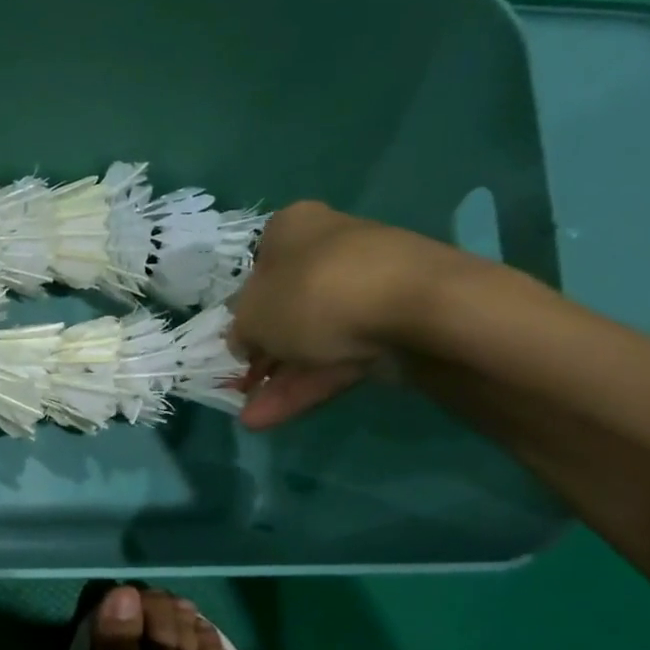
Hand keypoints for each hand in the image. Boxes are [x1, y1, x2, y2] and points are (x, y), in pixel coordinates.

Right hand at [227, 201, 454, 428]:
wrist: (416, 308)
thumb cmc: (313, 294)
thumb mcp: (252, 314)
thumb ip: (240, 330)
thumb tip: (244, 340)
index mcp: (292, 230)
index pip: (258, 267)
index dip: (242, 310)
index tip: (233, 344)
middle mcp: (329, 250)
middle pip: (286, 309)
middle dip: (262, 356)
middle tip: (239, 388)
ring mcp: (365, 289)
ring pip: (312, 340)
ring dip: (280, 380)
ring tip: (251, 419)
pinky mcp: (392, 326)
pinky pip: (339, 358)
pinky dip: (307, 386)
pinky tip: (275, 418)